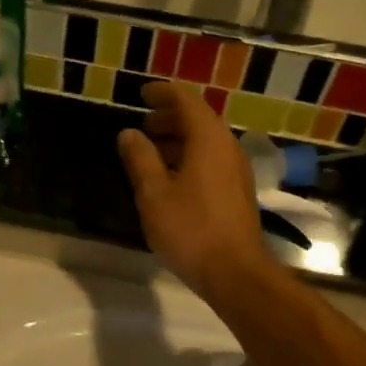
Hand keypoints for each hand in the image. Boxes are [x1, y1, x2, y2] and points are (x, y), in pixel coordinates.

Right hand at [116, 82, 272, 297]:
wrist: (234, 272)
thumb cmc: (190, 229)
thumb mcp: (154, 194)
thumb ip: (140, 159)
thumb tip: (128, 133)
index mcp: (209, 140)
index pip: (187, 101)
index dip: (163, 93)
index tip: (142, 94)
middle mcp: (227, 147)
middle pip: (199, 119)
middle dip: (170, 116)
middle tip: (144, 123)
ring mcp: (236, 170)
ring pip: (206, 141)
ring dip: (179, 138)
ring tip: (151, 149)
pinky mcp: (237, 191)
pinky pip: (212, 160)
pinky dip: (189, 156)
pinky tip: (170, 176)